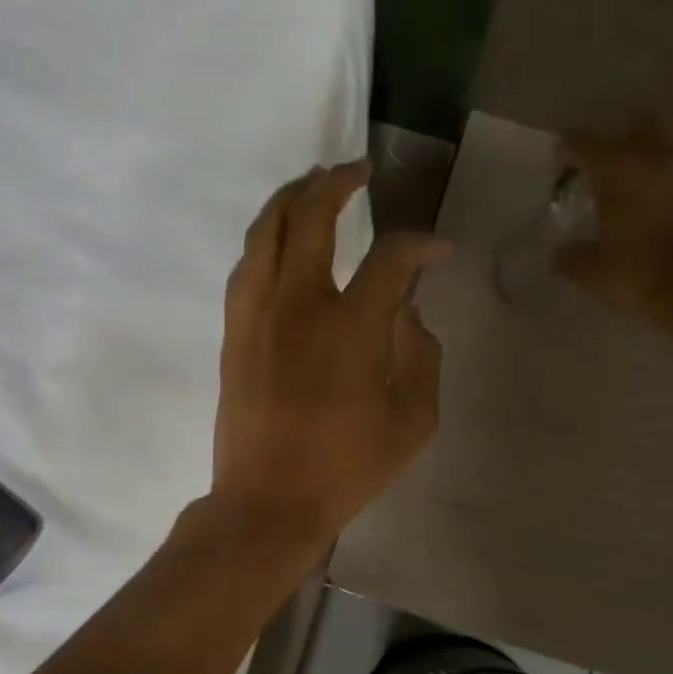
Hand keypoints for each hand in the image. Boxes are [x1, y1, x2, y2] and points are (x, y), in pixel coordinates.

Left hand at [212, 161, 450, 546]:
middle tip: (357, 170)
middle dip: (337, 183)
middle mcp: (300, 305)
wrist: (267, 502)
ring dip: (291, 198)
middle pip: (312, 217)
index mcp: (352, 328)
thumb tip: (408, 315)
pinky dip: (265, 238)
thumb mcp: (413, 422)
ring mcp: (258, 314)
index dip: (421, 245)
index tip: (438, 251)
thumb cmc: (346, 469)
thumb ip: (421, 358)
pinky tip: (278, 238)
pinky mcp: (234, 331)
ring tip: (311, 183)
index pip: (391, 259)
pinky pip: (246, 266)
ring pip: (267, 231)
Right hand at [552, 118, 672, 331]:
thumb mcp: (590, 272)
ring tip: (635, 194)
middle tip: (605, 174)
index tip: (561, 174)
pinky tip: (660, 213)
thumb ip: (569, 256)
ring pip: (666, 146)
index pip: (581, 140)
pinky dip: (670, 185)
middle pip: (635, 126)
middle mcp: (656, 157)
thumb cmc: (638, 275)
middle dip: (617, 143)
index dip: (565, 153)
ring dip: (648, 161)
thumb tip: (560, 255)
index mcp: (617, 169)